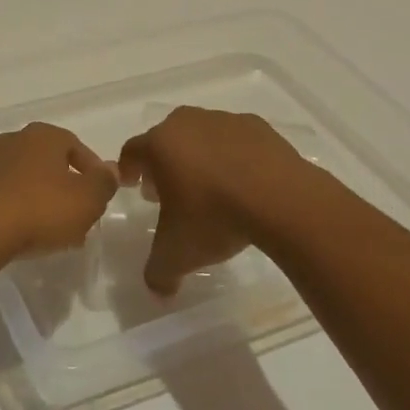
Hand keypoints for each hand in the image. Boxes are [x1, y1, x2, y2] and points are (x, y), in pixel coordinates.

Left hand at [0, 122, 116, 262]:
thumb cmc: (40, 209)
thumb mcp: (87, 199)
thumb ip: (104, 183)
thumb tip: (110, 170)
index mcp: (43, 135)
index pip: (76, 146)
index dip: (92, 170)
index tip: (100, 194)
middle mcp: (13, 140)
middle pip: (48, 162)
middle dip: (66, 186)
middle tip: (78, 215)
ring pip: (25, 179)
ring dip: (41, 199)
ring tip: (53, 230)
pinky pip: (3, 196)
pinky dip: (17, 209)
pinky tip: (24, 233)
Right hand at [118, 107, 315, 295]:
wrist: (280, 198)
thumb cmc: (214, 217)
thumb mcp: (177, 254)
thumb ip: (158, 272)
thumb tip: (157, 290)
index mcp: (159, 145)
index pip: (132, 151)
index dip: (128, 169)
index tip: (131, 185)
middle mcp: (186, 123)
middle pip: (166, 139)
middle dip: (164, 163)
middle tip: (168, 190)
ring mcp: (224, 120)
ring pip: (201, 135)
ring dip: (199, 157)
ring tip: (210, 187)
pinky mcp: (257, 126)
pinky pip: (236, 140)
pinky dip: (234, 155)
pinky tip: (244, 182)